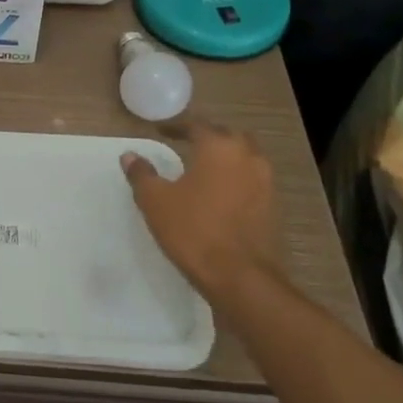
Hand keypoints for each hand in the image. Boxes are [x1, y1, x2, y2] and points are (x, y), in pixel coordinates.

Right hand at [121, 125, 281, 306]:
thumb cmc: (193, 230)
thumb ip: (142, 174)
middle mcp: (247, 157)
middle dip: (208, 137)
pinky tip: (220, 194)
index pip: (197, 125)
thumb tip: (130, 156)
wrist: (240, 277)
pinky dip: (236, 179)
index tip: (161, 132)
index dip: (176, 127)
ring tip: (204, 169)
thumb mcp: (155, 200)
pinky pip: (252, 180)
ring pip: (245, 157)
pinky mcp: (273, 206)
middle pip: (228, 136)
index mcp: (219, 147)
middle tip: (186, 145)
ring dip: (226, 158)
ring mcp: (265, 182)